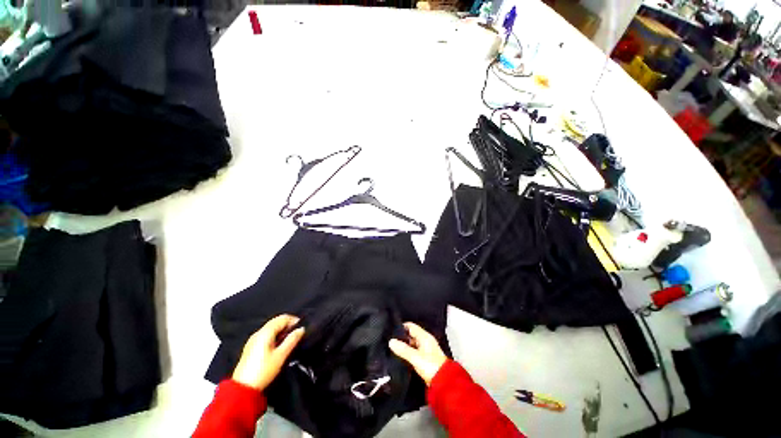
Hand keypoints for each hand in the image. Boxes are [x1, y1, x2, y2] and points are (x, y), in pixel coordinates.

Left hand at [232, 314, 304, 390]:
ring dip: (282, 330)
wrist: (243, 389)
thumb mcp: (281, 355)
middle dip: (288, 325)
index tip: (302, 328)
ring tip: (290, 340)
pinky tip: (279, 345)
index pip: (282, 318)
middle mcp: (258, 332)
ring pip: (271, 328)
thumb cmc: (264, 370)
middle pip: (276, 322)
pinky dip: (275, 336)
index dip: (294, 320)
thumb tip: (301, 329)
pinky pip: (266, 335)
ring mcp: (253, 340)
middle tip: (297, 333)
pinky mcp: (251, 347)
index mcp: (265, 332)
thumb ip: (292, 340)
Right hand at [389, 322, 447, 385]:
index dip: (401, 327)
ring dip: (404, 346)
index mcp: (424, 336)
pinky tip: (401, 357)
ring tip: (393, 349)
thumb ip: (403, 349)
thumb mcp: (415, 357)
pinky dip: (408, 353)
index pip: (411, 326)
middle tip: (390, 341)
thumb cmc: (431, 366)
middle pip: (411, 335)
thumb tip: (391, 341)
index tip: (391, 330)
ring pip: (412, 344)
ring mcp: (426, 349)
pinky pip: (414, 352)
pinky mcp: (425, 358)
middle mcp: (425, 340)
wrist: (443, 382)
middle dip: (401, 337)